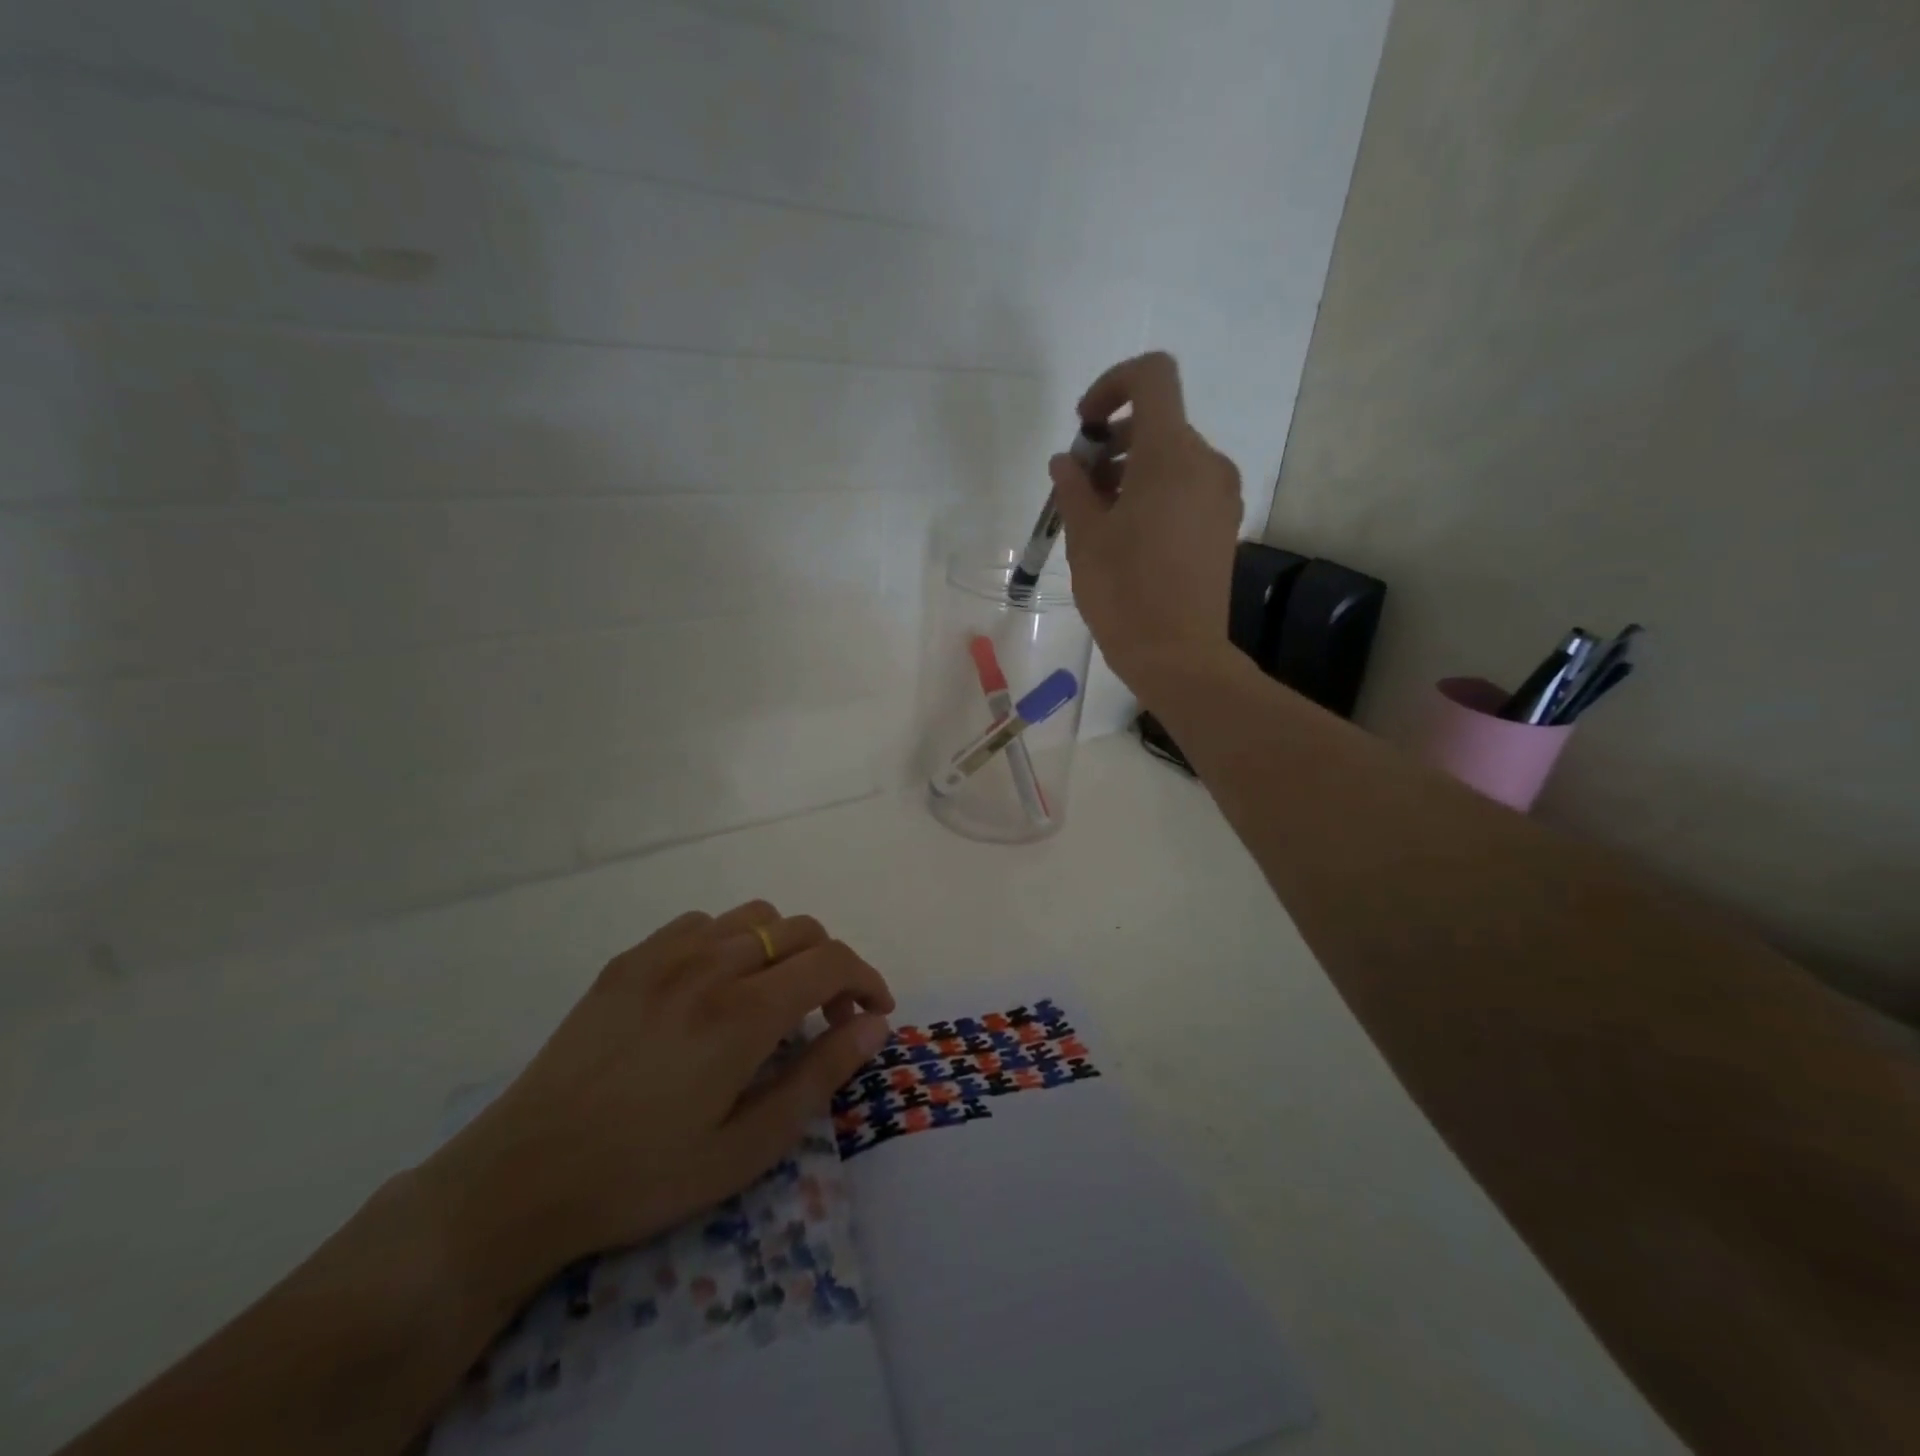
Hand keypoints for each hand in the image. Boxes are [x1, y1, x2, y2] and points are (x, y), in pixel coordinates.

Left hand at [417, 902, 892, 1292]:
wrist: (521, 1178)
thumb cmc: (642, 1177)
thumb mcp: (745, 1150)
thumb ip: (818, 1077)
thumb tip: (873, 1026)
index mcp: (742, 1014)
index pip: (831, 961)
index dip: (866, 979)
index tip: (875, 1013)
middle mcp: (710, 966)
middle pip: (800, 929)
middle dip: (832, 965)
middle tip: (828, 1016)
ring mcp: (664, 955)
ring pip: (754, 916)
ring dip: (784, 947)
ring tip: (775, 995)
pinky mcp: (629, 959)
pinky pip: (702, 923)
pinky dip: (730, 941)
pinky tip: (715, 986)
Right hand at [1050, 351, 1243, 693]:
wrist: (1178, 654)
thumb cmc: (1124, 593)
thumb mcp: (1085, 537)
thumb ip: (1074, 487)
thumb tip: (1067, 461)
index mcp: (1170, 454)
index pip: (1152, 377)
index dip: (1114, 385)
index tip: (1086, 426)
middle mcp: (1206, 463)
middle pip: (1160, 422)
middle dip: (1115, 442)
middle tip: (1081, 487)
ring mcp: (1221, 494)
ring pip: (1173, 457)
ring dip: (1133, 470)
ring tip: (1100, 516)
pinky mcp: (1224, 523)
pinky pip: (1188, 486)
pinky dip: (1156, 492)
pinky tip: (1129, 534)